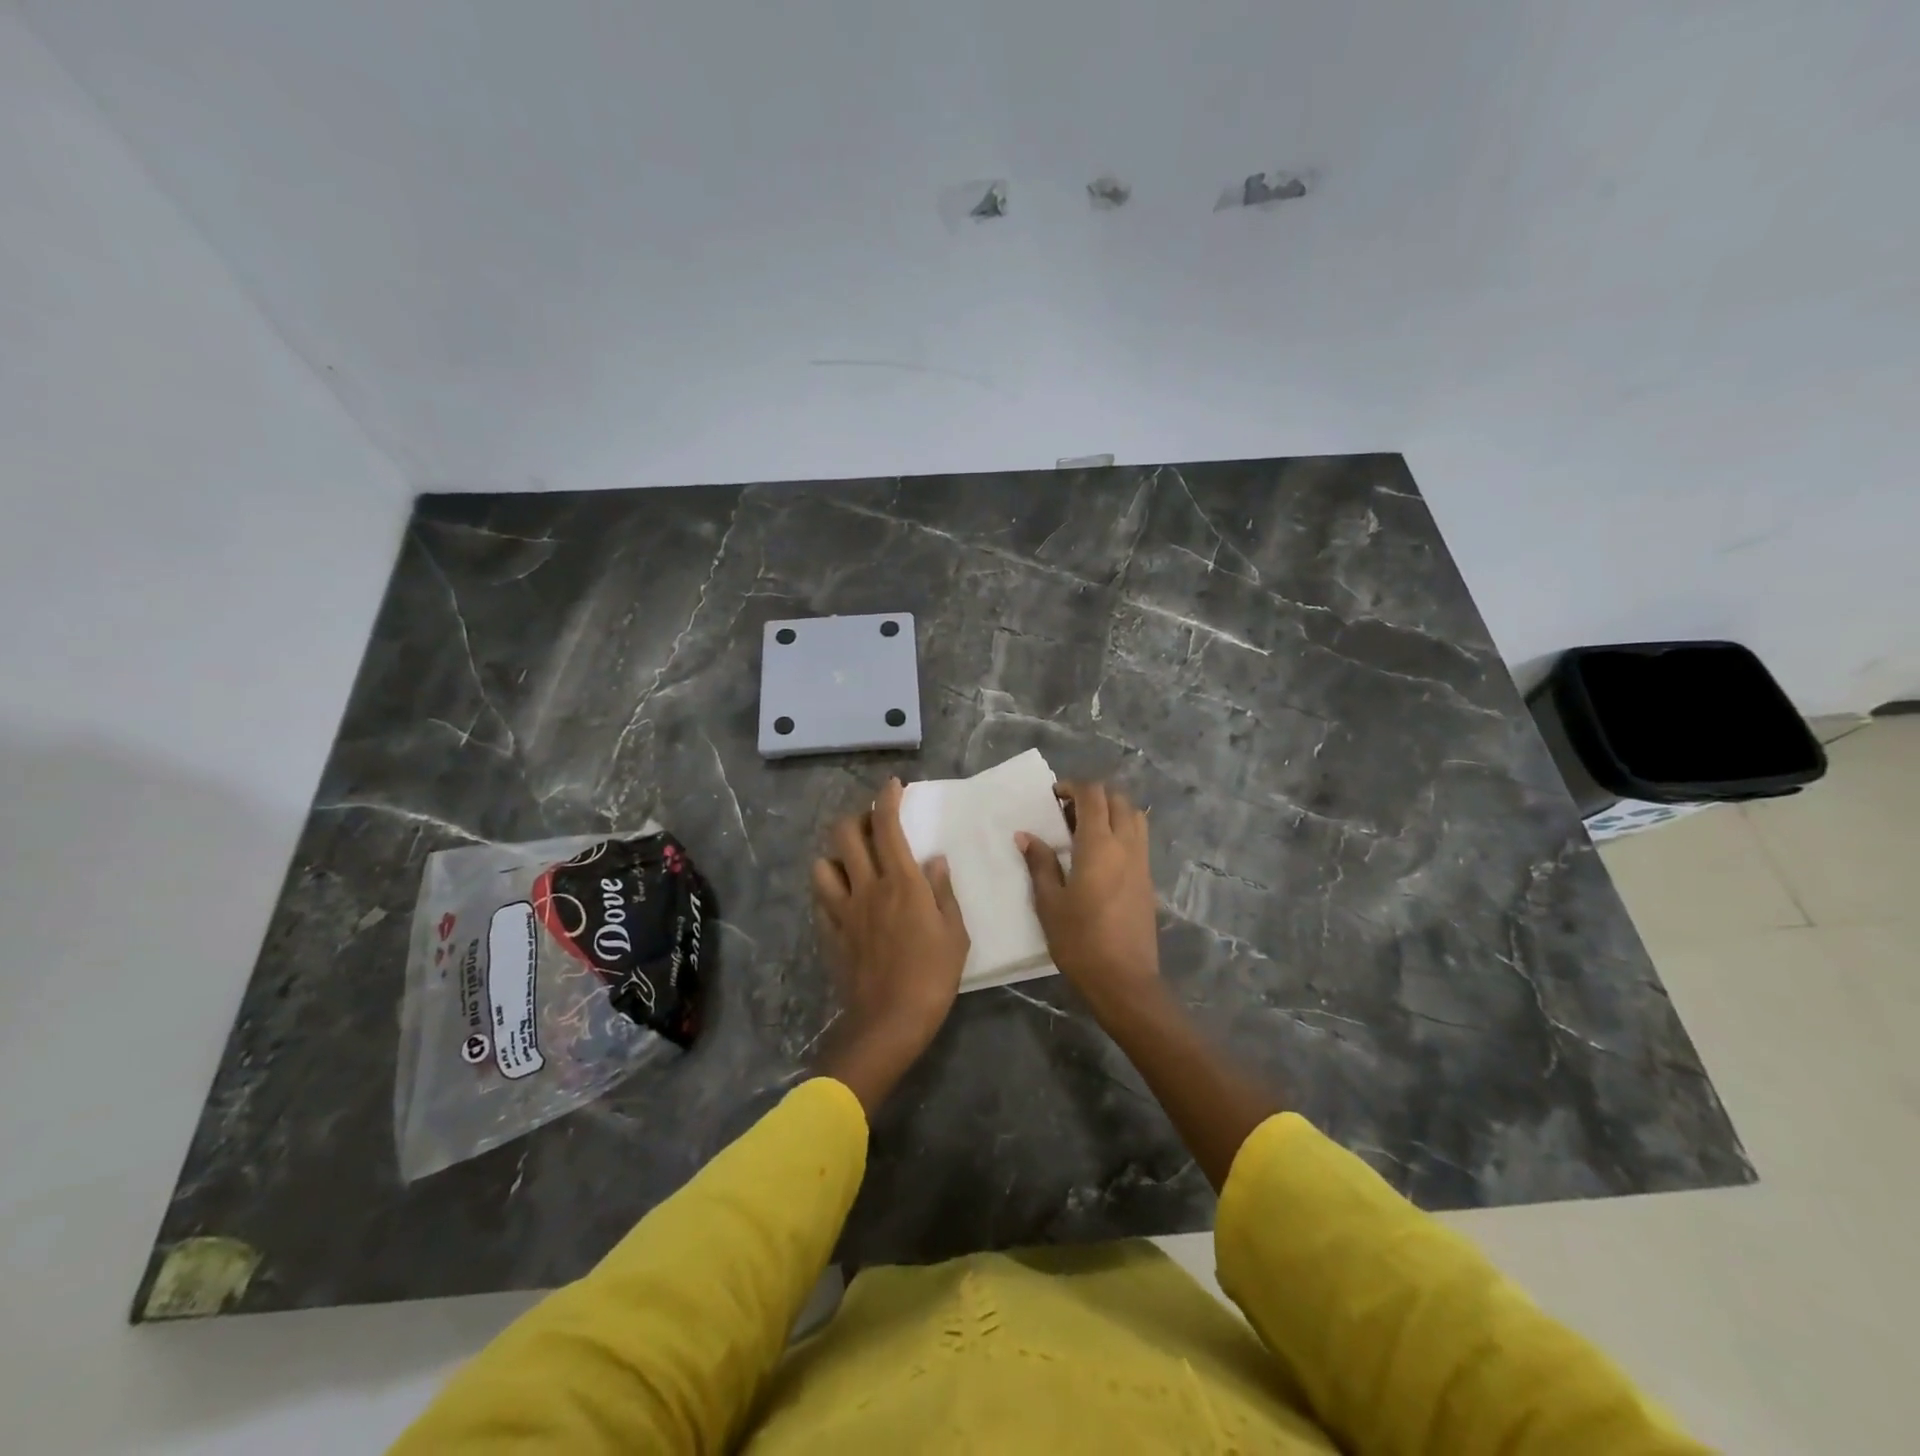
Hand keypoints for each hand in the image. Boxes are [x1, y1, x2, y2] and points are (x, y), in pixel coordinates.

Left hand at [810, 777, 968, 1115]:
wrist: (889, 1022)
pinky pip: (821, 898)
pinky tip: (844, 896)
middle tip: (873, 821)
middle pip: (846, 833)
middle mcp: (866, 887)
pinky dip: (830, 887)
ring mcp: (843, 910)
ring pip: (823, 863)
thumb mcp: (954, 933)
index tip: (893, 785)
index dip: (887, 799)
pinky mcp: (830, 932)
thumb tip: (935, 860)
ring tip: (853, 860)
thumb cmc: (932, 976)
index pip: (887, 826)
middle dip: (857, 816)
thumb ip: (943, 891)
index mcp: (900, 882)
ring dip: (837, 853)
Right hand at [1017, 781, 1161, 1019]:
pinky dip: (1122, 830)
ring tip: (1085, 829)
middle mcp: (1126, 845)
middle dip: (1093, 796)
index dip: (1072, 787)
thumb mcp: (1050, 902)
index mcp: (1099, 845)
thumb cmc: (1080, 940)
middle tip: (1067, 812)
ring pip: (1134, 816)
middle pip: (1117, 799)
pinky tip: (1100, 854)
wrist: (1124, 980)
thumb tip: (1026, 835)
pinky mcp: (1148, 880)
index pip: (1093, 795)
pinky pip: (1138, 839)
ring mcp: (1142, 862)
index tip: (1053, 797)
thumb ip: (1040, 864)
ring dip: (1111, 811)